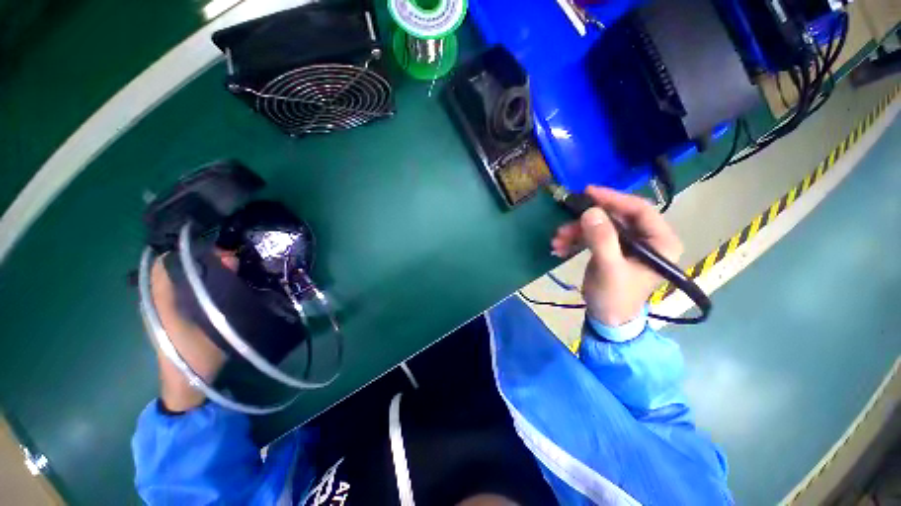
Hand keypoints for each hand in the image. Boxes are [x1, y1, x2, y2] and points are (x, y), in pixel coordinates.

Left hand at [150, 251, 236, 411]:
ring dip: (205, 270)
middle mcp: (158, 297)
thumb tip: (230, 259)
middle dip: (203, 259)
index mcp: (160, 296)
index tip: (218, 250)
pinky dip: (204, 282)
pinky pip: (187, 288)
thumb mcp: (209, 320)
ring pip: (183, 276)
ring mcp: (166, 307)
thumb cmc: (194, 352)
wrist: (187, 382)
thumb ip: (219, 288)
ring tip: (231, 271)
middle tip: (231, 262)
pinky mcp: (176, 314)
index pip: (167, 259)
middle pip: (176, 266)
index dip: (190, 250)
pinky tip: (222, 286)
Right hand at [551, 186, 682, 326]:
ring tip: (557, 241)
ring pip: (600, 226)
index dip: (614, 199)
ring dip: (576, 231)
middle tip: (563, 226)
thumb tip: (590, 211)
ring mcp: (627, 243)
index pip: (640, 210)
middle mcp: (647, 238)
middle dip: (586, 222)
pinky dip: (575, 239)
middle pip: (615, 217)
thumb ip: (602, 239)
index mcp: (660, 242)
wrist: (607, 319)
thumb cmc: (615, 297)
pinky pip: (592, 236)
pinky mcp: (611, 249)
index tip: (588, 193)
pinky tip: (560, 247)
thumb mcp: (609, 268)